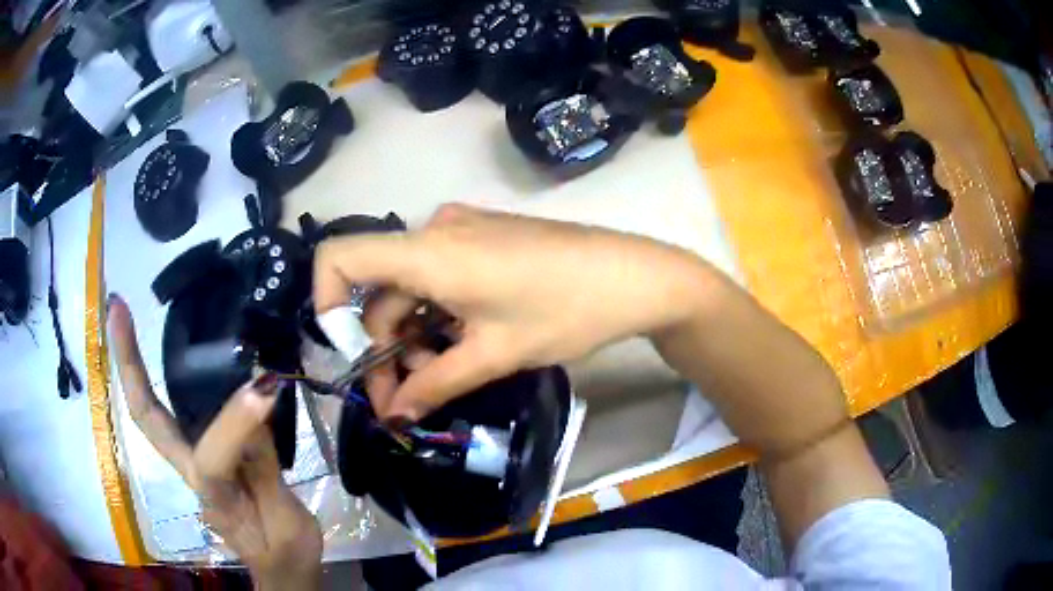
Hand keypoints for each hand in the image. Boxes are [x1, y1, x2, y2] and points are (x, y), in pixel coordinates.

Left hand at [107, 294, 321, 589]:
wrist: (280, 568)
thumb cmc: (284, 548)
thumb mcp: (286, 516)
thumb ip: (267, 462)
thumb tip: (260, 398)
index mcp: (215, 495)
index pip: (212, 455)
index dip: (235, 422)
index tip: (265, 388)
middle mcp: (189, 471)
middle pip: (146, 416)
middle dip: (127, 363)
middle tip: (116, 310)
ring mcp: (189, 462)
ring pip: (151, 410)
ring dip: (132, 362)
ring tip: (122, 316)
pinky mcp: (199, 454)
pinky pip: (172, 412)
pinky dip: (155, 377)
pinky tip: (157, 349)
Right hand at [313, 204, 710, 421]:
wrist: (634, 276)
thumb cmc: (565, 311)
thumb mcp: (495, 354)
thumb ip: (436, 385)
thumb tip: (394, 416)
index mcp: (428, 251)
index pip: (340, 258)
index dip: (326, 305)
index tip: (348, 357)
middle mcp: (435, 231)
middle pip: (380, 291)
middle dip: (384, 349)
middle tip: (406, 403)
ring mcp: (461, 232)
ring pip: (411, 289)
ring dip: (413, 338)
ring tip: (438, 382)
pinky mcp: (483, 239)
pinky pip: (438, 279)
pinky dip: (436, 317)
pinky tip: (458, 349)